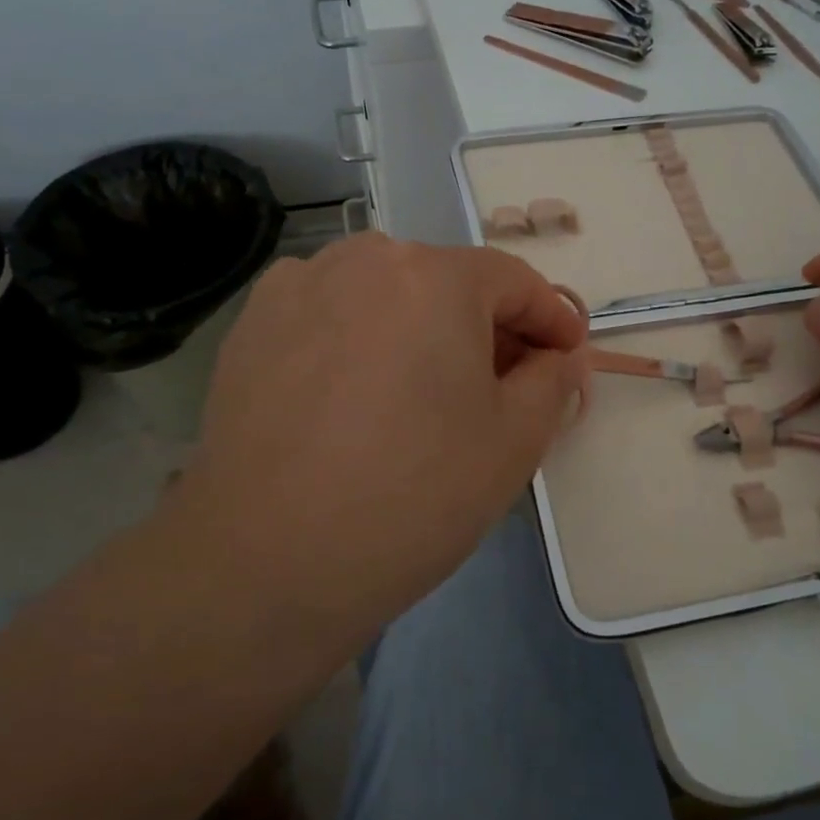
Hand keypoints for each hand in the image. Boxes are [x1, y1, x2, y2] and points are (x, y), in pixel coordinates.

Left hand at [161, 234, 586, 648]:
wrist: (266, 561)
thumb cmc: (413, 496)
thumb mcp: (514, 442)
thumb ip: (552, 381)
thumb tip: (557, 357)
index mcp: (433, 276)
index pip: (514, 281)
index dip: (550, 318)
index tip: (566, 356)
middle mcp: (363, 259)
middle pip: (446, 282)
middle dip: (485, 328)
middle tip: (501, 386)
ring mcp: (298, 286)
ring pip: (385, 294)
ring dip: (419, 328)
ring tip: (422, 392)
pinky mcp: (252, 325)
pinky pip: (329, 313)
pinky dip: (359, 337)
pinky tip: (355, 393)